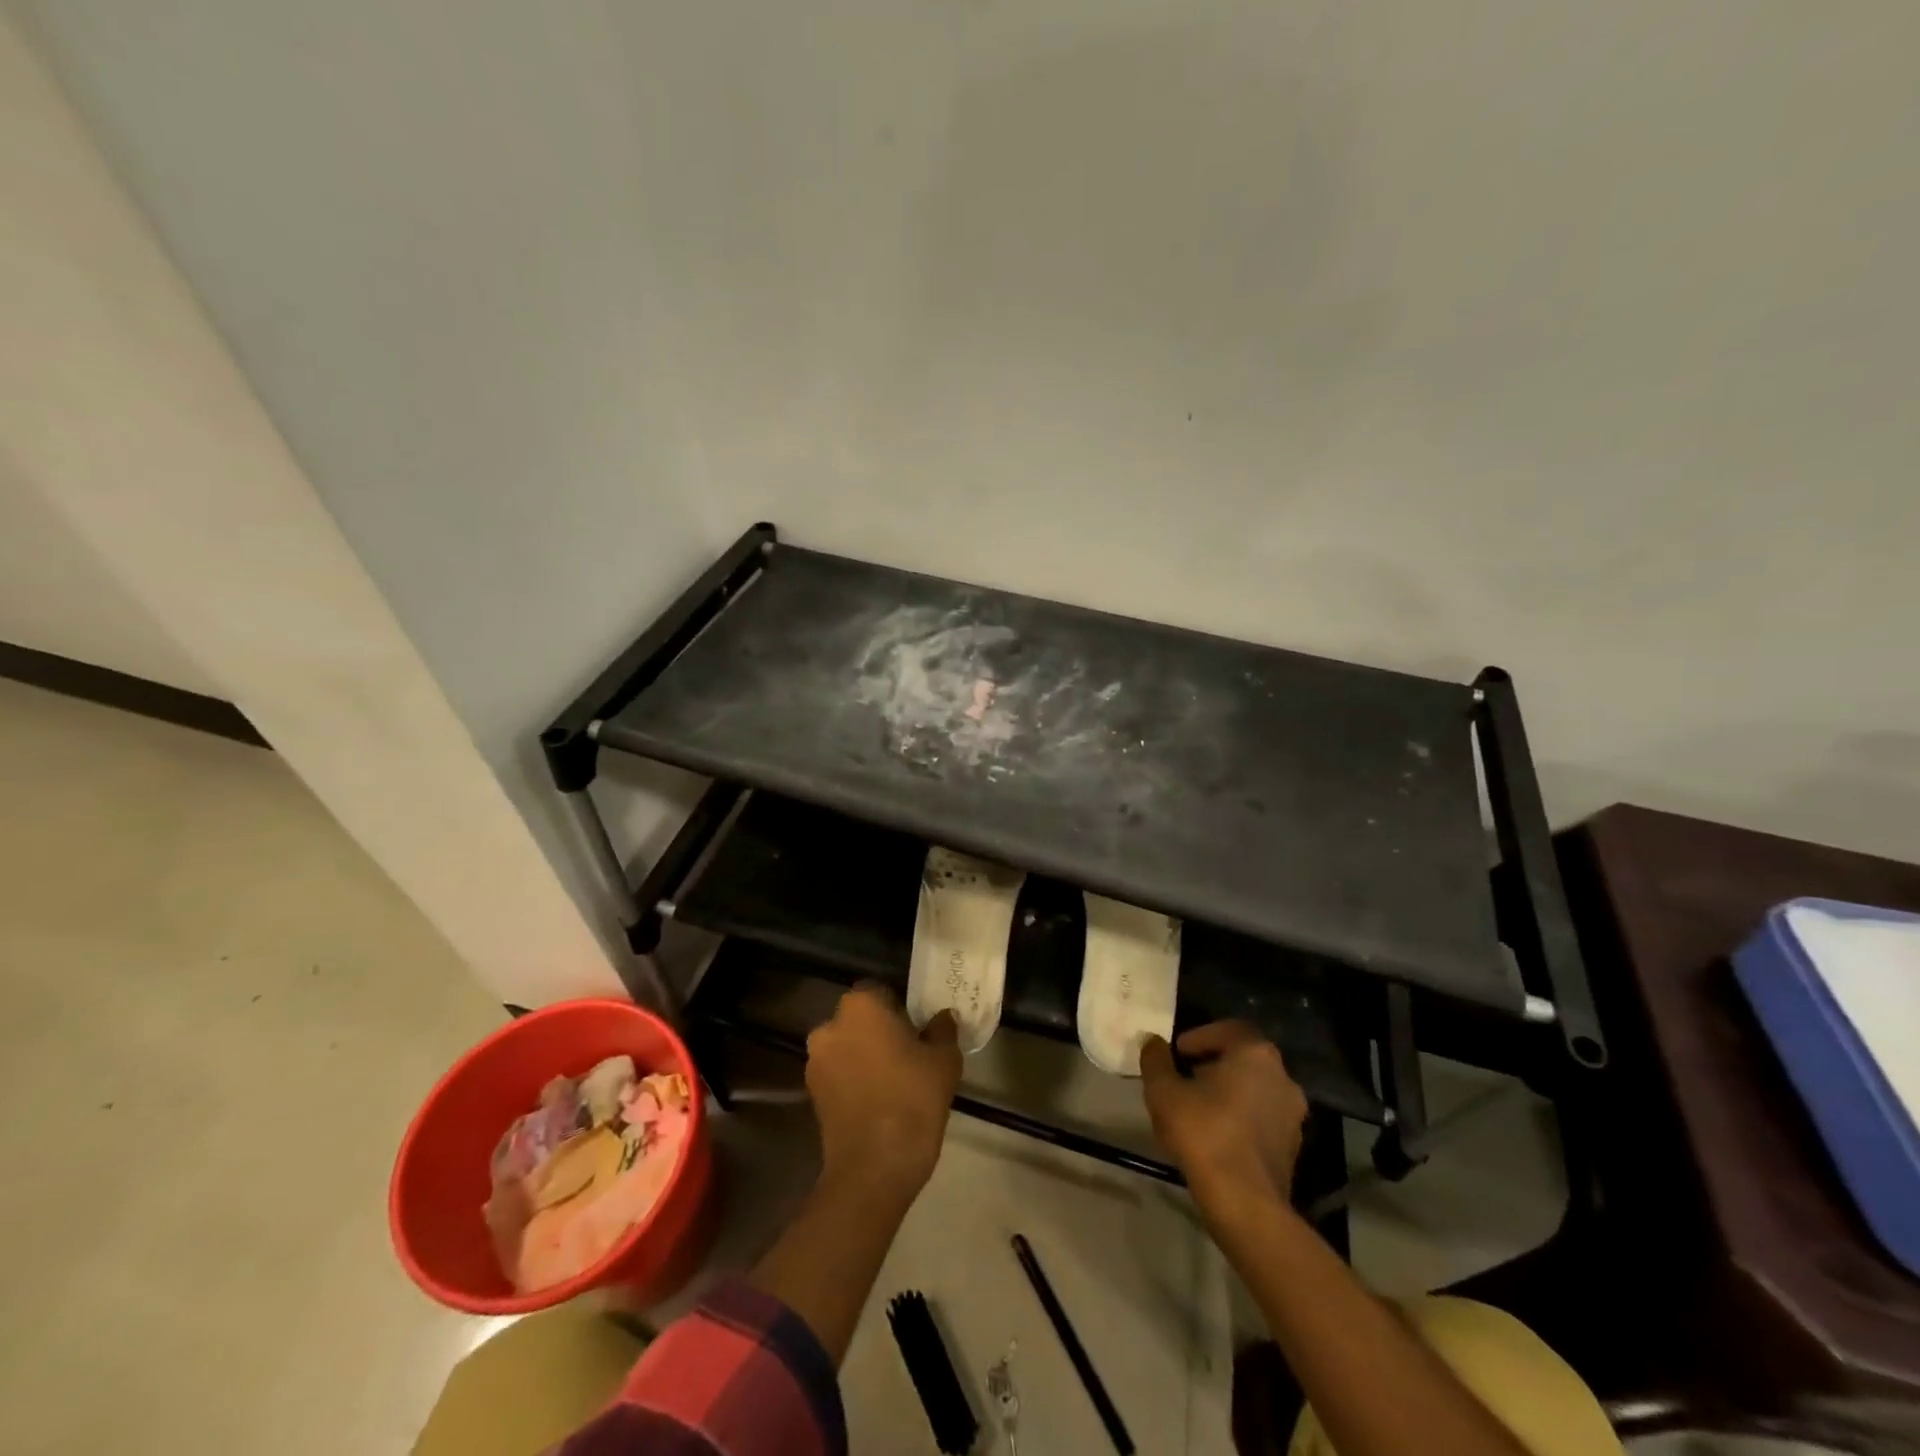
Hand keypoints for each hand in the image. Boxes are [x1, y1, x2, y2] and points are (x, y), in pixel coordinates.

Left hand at [806, 984, 961, 1199]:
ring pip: (846, 1046)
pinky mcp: (811, 1093)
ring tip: (892, 1081)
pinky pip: (838, 1074)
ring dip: (863, 1055)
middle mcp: (830, 1025)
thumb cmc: (913, 1098)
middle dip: (878, 1030)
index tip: (917, 1029)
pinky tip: (877, 1101)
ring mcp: (816, 1061)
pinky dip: (853, 1080)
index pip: (880, 991)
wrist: (874, 1166)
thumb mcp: (943, 1059)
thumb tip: (942, 1018)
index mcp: (860, 1005)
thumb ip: (942, 1030)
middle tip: (908, 1053)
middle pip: (859, 1018)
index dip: (900, 1007)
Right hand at [1140, 1021, 1306, 1212]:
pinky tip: (1217, 1136)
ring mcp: (1292, 1113)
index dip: (1200, 1037)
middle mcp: (1282, 1076)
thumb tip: (1153, 1042)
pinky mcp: (1293, 1146)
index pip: (1228, 1029)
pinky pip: (1263, 1118)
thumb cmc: (1203, 1133)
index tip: (1179, 1053)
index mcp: (1255, 1054)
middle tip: (1185, 1079)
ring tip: (1198, 1110)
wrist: (1246, 1203)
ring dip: (1228, 1092)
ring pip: (1255, 1089)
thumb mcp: (1164, 1091)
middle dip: (1213, 1065)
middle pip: (1243, 1059)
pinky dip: (1241, 1118)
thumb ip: (1156, 1060)